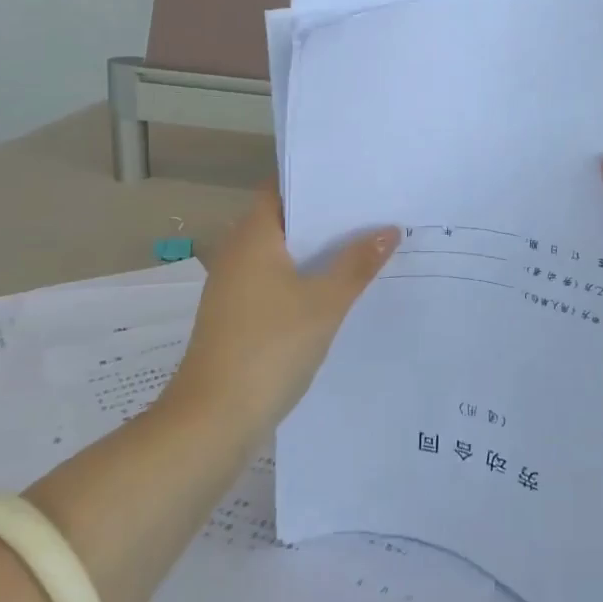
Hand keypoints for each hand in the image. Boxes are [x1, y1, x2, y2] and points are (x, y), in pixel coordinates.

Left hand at [163, 190, 397, 437]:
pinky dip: (304, 281)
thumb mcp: (325, 303)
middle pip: (286, 222)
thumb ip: (358, 263)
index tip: (356, 180)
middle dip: (327, 219)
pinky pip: (276, 285)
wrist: (213, 421)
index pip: (282, 189)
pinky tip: (338, 293)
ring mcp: (234, 289)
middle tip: (375, 213)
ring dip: (318, 254)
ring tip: (367, 249)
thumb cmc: (270, 348)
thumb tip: (389, 229)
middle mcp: (237, 254)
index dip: (317, 182)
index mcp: (252, 237)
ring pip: (283, 256)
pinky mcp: (237, 319)